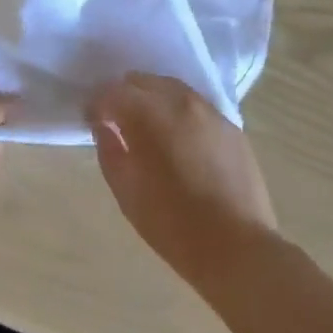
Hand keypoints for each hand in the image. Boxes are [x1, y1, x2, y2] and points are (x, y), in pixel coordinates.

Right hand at [89, 73, 278, 291]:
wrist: (238, 250)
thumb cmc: (173, 226)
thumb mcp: (127, 193)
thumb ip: (109, 151)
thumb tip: (104, 127)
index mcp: (149, 114)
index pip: (113, 92)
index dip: (97, 105)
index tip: (94, 122)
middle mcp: (180, 101)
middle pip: (142, 81)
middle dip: (125, 97)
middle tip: (119, 123)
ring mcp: (210, 110)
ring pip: (171, 88)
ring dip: (153, 100)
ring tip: (149, 129)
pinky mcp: (231, 126)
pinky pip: (196, 106)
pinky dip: (180, 112)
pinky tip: (180, 139)